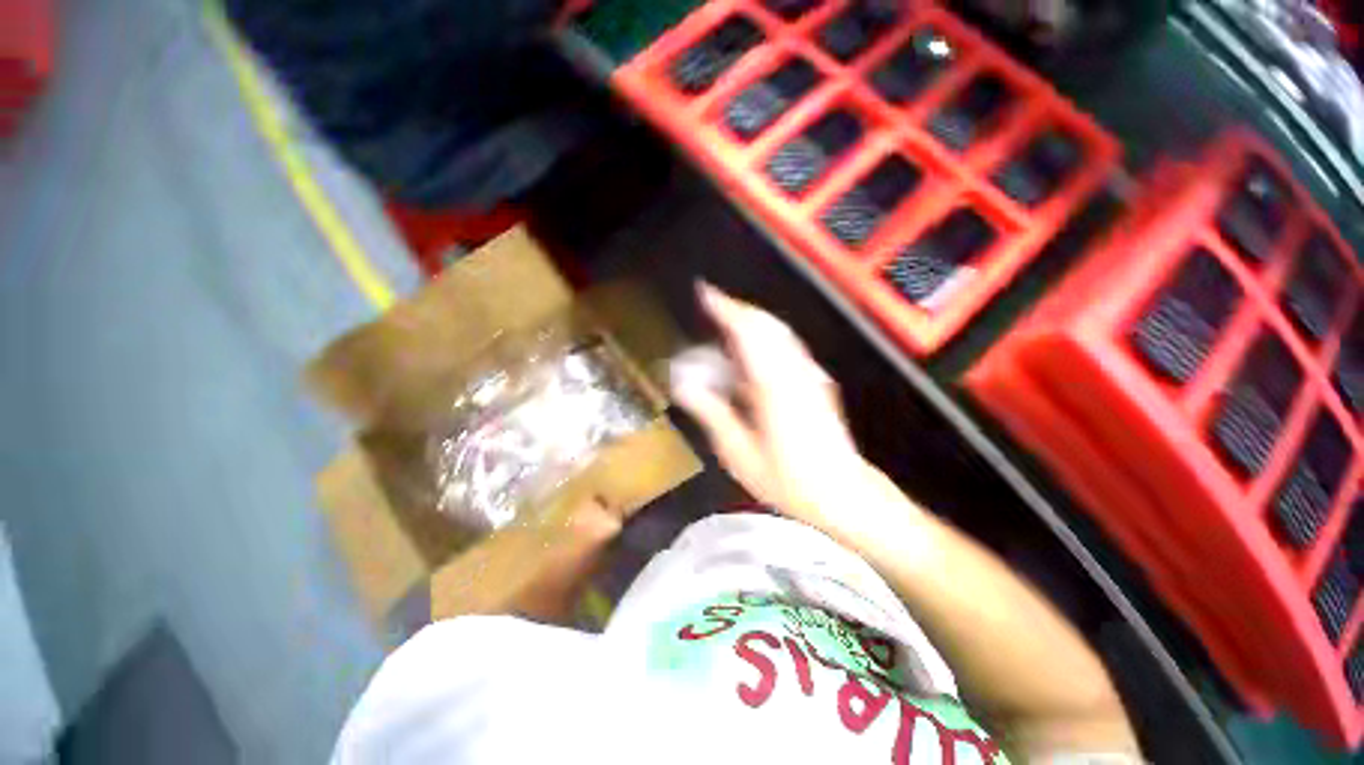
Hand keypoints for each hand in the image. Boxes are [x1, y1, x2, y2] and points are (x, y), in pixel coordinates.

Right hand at [670, 284, 915, 541]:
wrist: (841, 493)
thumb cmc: (787, 480)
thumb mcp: (740, 454)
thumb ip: (712, 414)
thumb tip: (683, 387)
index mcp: (774, 386)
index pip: (748, 333)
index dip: (726, 309)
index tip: (705, 293)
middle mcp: (795, 371)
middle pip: (767, 325)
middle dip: (738, 309)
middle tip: (712, 305)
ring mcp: (810, 375)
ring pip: (780, 333)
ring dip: (753, 320)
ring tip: (727, 322)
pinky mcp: (816, 383)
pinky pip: (788, 347)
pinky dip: (767, 336)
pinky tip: (752, 350)